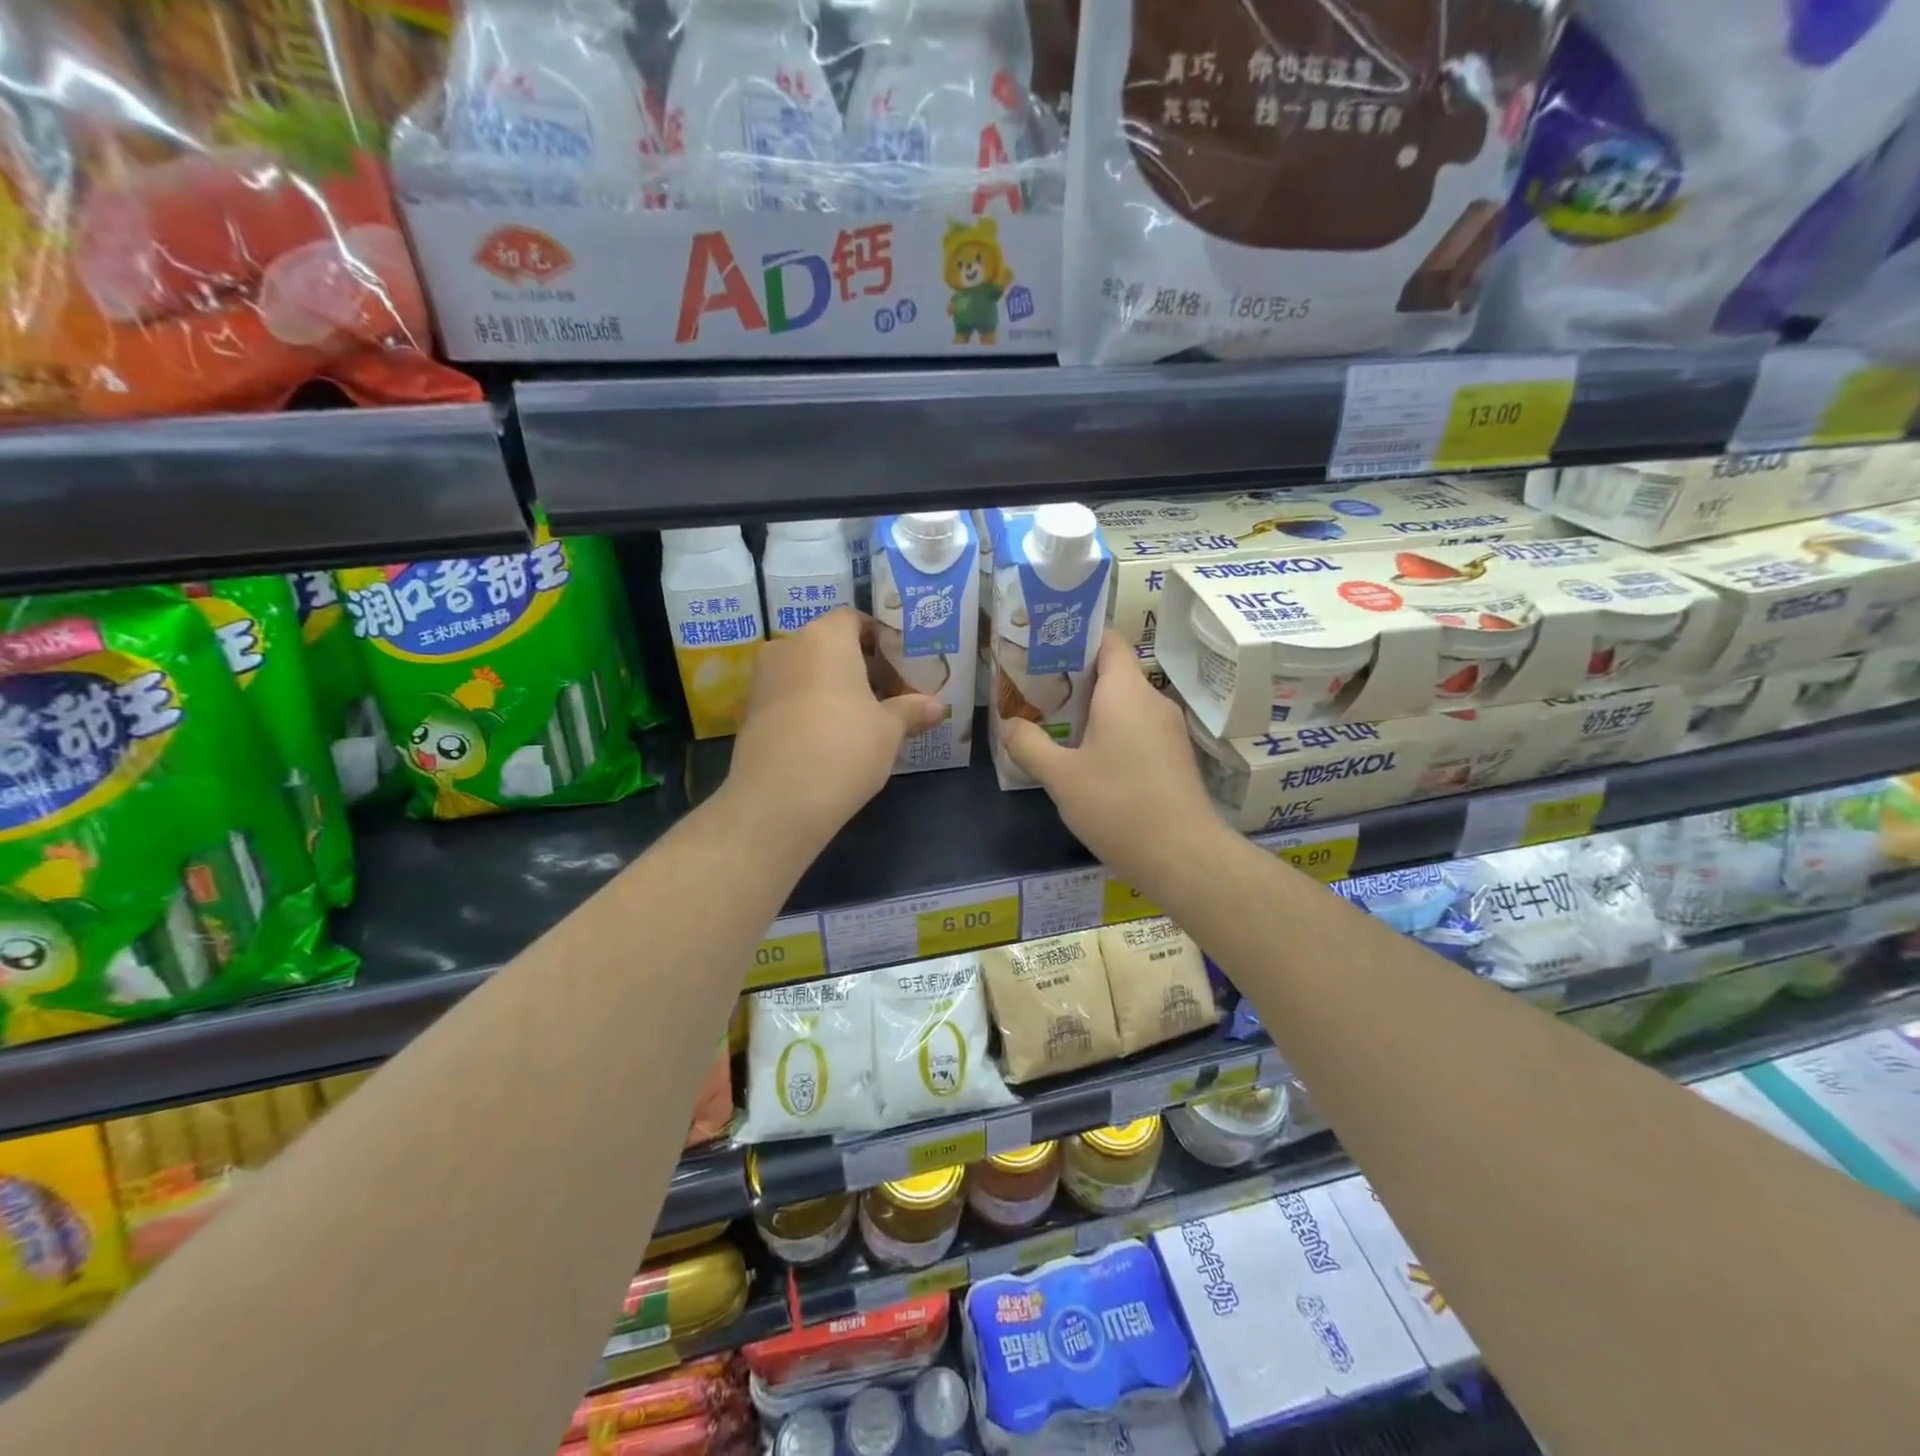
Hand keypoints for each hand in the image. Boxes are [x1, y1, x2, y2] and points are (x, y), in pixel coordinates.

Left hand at [725, 609, 941, 849]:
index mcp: (825, 637)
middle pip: (830, 646)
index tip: (901, 667)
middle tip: (890, 697)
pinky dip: (811, 707)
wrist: (778, 799)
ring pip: (808, 672)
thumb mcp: (889, 730)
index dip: (880, 640)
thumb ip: (912, 710)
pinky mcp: (749, 711)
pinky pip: (789, 696)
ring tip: (864, 721)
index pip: (854, 619)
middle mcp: (788, 646)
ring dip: (835, 689)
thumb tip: (938, 706)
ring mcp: (763, 679)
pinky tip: (832, 738)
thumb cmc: (844, 747)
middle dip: (861, 667)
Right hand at [1000, 632, 1229, 891]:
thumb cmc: (1118, 805)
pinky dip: (1111, 732)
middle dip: (1073, 678)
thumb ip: (1029, 744)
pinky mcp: (1174, 757)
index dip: (1076, 637)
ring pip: (1124, 704)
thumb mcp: (1060, 777)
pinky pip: (1137, 728)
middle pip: (1112, 672)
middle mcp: (1152, 700)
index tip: (1043, 648)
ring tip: (1052, 724)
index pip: (1107, 640)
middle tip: (1034, 689)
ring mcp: (1168, 730)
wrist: (1183, 857)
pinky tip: (1086, 758)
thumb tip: (1009, 724)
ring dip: (1091, 709)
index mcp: (1126, 691)